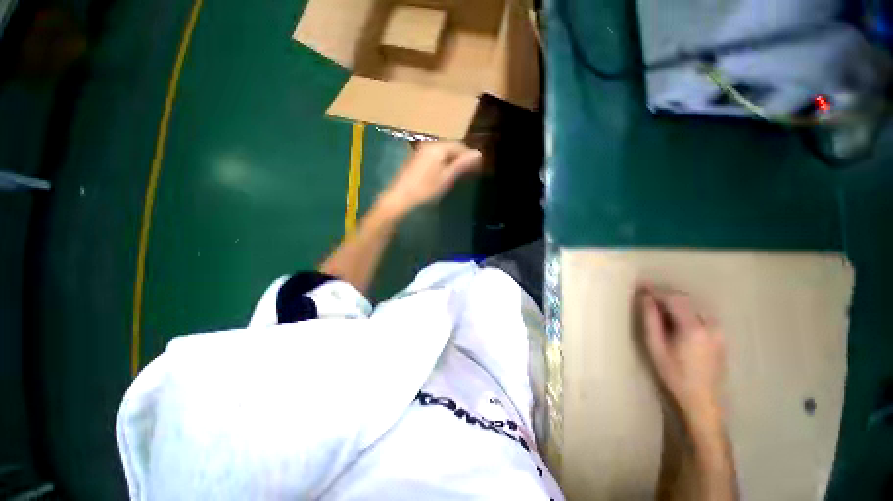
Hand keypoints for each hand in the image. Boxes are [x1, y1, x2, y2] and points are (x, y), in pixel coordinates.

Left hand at [377, 142, 482, 218]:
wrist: (399, 198)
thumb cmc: (425, 189)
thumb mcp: (447, 178)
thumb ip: (462, 164)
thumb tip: (478, 153)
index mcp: (437, 148)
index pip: (458, 145)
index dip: (469, 155)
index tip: (476, 167)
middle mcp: (428, 145)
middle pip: (449, 147)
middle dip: (460, 158)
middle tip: (468, 172)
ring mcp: (420, 151)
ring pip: (441, 152)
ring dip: (451, 161)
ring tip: (457, 174)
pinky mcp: (415, 159)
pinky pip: (433, 157)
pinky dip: (441, 163)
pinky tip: (442, 174)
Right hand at [639, 285, 725, 429]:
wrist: (702, 399)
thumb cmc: (674, 374)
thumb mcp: (656, 347)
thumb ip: (651, 320)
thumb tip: (646, 298)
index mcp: (693, 328)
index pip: (673, 299)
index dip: (656, 291)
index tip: (641, 285)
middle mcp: (709, 324)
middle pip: (685, 299)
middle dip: (665, 294)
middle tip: (647, 295)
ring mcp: (718, 330)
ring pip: (694, 306)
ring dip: (676, 302)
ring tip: (659, 306)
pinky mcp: (720, 335)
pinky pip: (700, 314)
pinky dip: (686, 310)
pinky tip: (676, 318)